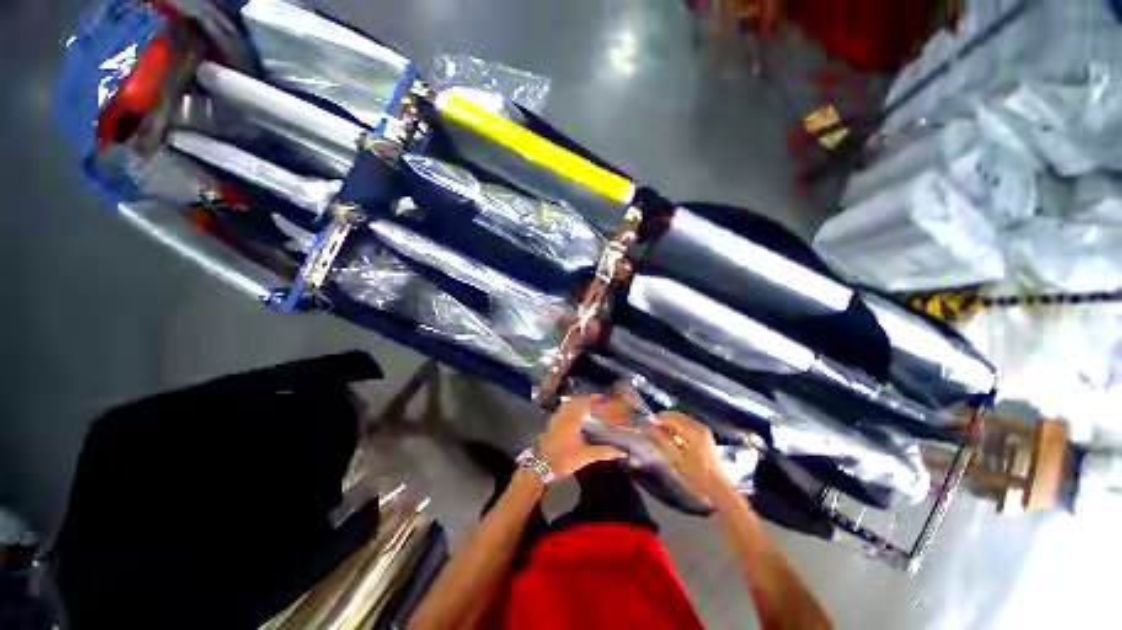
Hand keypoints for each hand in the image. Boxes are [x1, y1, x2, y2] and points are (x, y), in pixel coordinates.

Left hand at [536, 395, 625, 478]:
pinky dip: (571, 408)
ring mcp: (556, 417)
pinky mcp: (551, 423)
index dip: (593, 398)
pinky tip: (576, 416)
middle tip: (597, 401)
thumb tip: (621, 452)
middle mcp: (563, 414)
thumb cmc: (565, 459)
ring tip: (588, 407)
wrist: (542, 465)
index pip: (584, 402)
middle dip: (586, 399)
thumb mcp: (586, 456)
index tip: (602, 397)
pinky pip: (563, 409)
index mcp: (572, 419)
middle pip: (575, 400)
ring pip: (568, 404)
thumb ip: (604, 452)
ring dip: (578, 403)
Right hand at [645, 412, 732, 498]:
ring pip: (682, 421)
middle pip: (677, 416)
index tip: (647, 424)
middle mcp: (700, 426)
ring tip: (660, 435)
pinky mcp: (705, 436)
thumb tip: (650, 426)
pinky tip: (672, 439)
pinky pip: (688, 426)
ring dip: (670, 425)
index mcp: (694, 430)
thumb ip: (663, 440)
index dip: (658, 419)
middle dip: (664, 421)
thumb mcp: (677, 458)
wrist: (721, 488)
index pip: (672, 417)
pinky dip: (678, 429)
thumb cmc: (698, 475)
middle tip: (652, 429)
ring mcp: (704, 431)